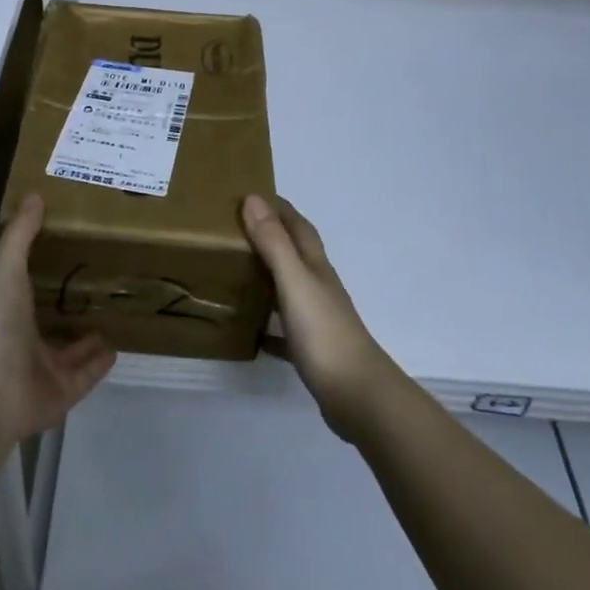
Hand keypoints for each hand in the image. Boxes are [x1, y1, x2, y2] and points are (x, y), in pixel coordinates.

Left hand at [0, 194, 115, 445]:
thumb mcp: (7, 269)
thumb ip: (21, 234)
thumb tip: (34, 194)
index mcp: (6, 312)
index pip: (26, 294)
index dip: (42, 278)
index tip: (67, 257)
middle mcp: (23, 343)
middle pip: (50, 325)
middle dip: (69, 311)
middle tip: (97, 289)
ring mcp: (42, 372)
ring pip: (69, 354)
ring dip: (87, 339)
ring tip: (112, 317)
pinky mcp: (63, 394)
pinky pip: (86, 376)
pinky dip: (100, 364)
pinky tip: (116, 347)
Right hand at [242, 195, 398, 439]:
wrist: (357, 395)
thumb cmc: (324, 333)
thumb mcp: (294, 282)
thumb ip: (274, 243)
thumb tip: (253, 198)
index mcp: (316, 268)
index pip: (298, 226)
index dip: (278, 208)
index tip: (250, 194)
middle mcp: (318, 287)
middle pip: (294, 254)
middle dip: (269, 237)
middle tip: (233, 231)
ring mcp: (317, 319)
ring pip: (289, 288)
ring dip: (267, 277)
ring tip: (234, 273)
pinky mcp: (311, 349)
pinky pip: (283, 329)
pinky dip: (267, 324)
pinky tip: (249, 331)